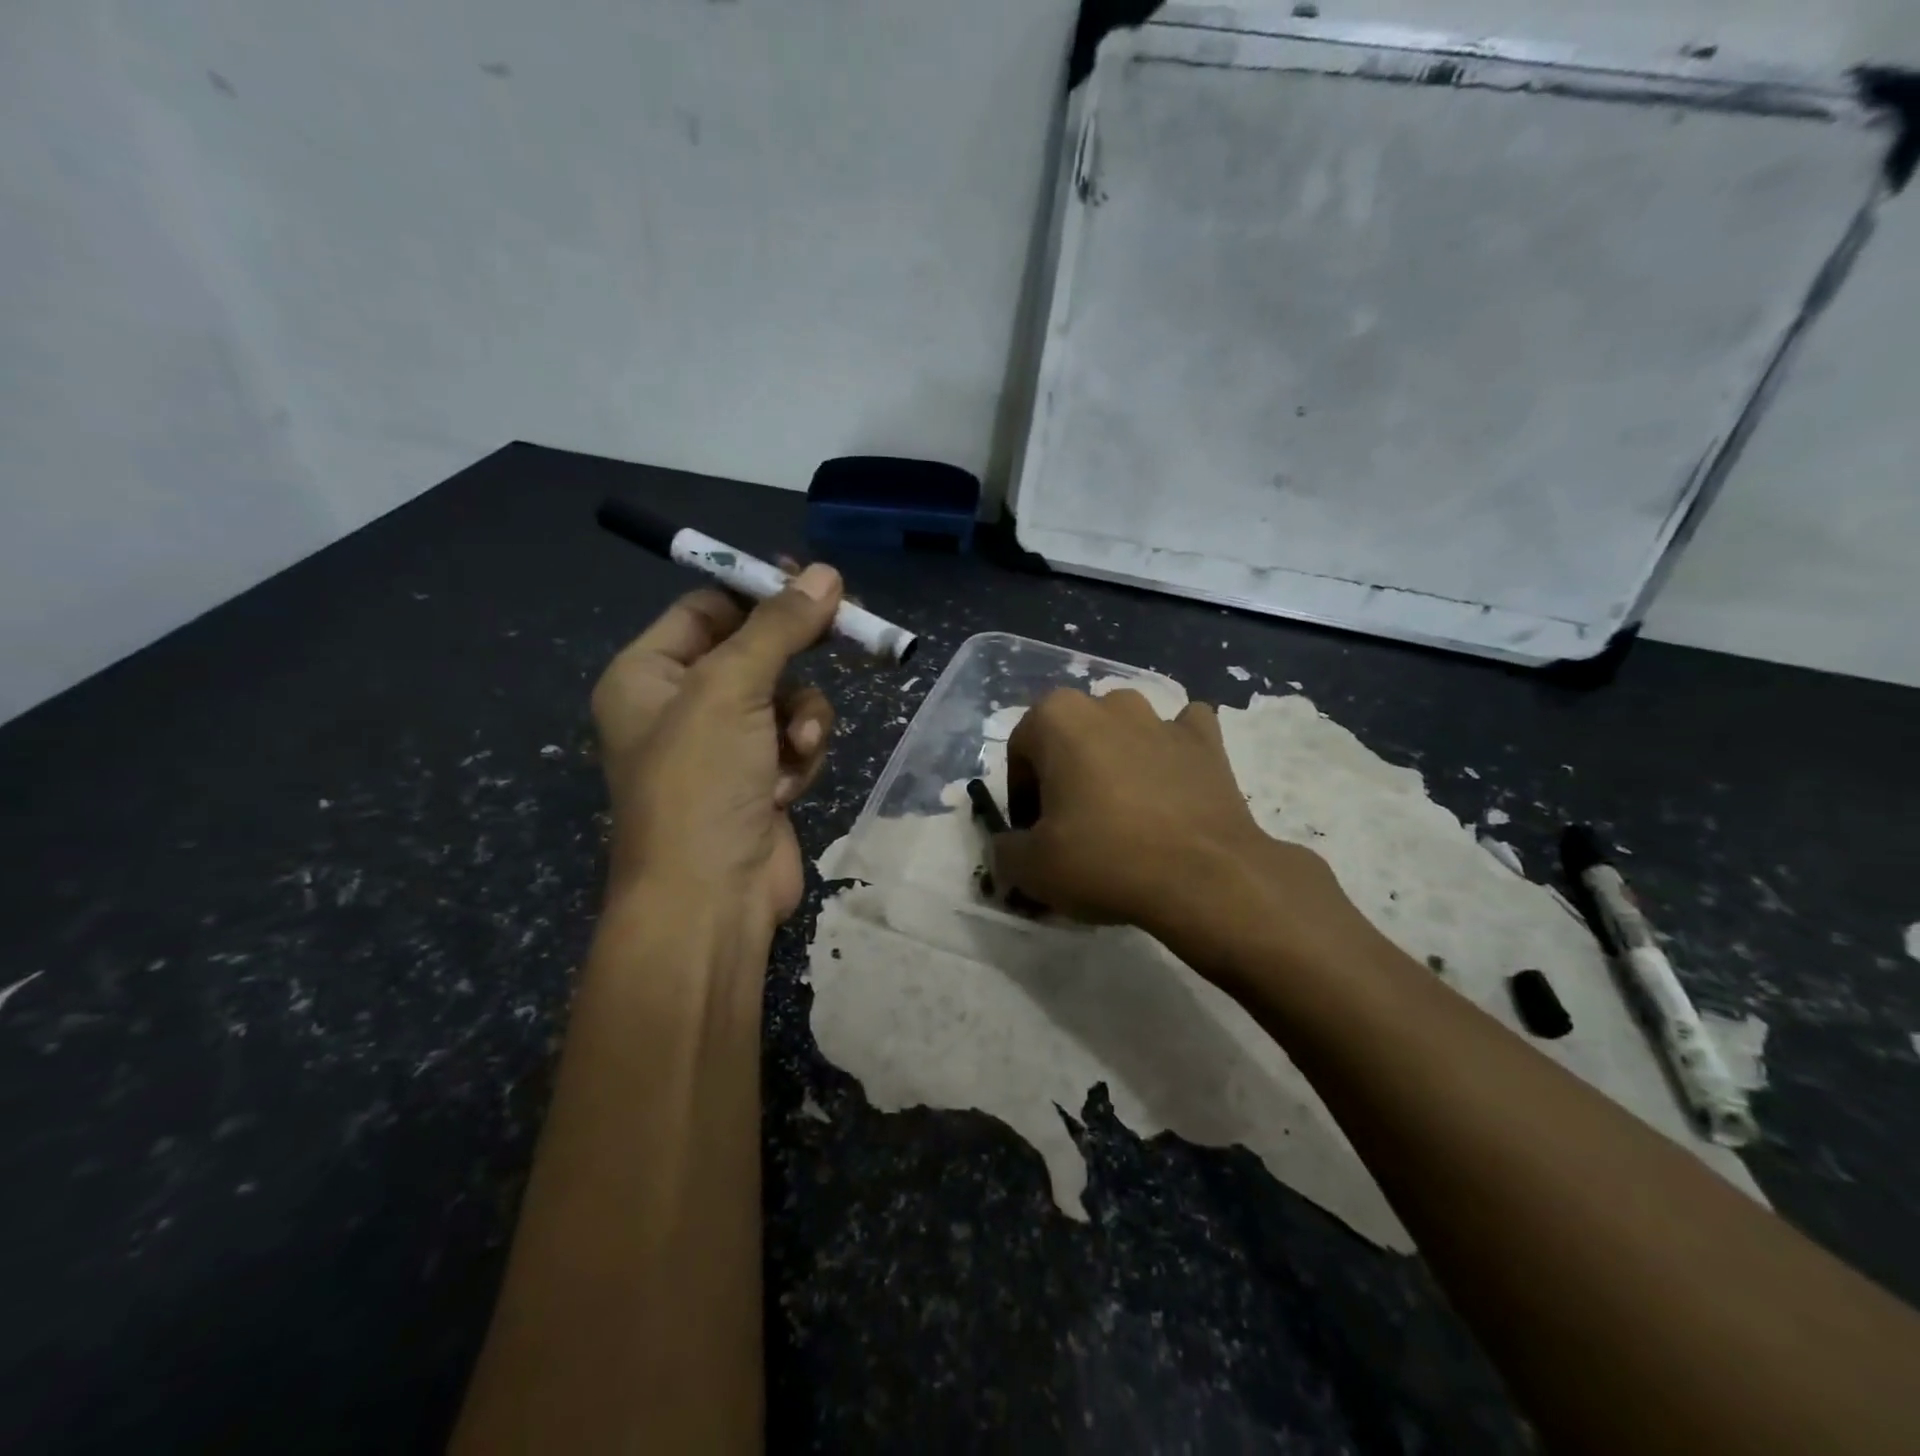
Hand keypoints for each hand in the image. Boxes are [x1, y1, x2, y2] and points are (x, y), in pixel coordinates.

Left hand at [591, 564, 841, 930]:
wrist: (710, 898)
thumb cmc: (701, 782)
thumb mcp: (732, 689)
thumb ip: (779, 627)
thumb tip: (827, 574)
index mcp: (649, 674)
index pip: (708, 608)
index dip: (761, 592)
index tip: (815, 582)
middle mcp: (682, 704)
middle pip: (755, 650)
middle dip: (796, 653)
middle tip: (849, 627)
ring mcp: (724, 745)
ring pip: (786, 697)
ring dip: (802, 717)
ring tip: (795, 747)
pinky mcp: (761, 778)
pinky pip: (795, 739)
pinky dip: (801, 755)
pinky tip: (789, 786)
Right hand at [991, 688, 1373, 979]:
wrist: (1205, 877)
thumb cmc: (1104, 859)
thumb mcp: (1030, 867)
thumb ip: (1004, 849)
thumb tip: (1010, 846)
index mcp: (1057, 717)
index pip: (1020, 753)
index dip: (1021, 798)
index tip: (1034, 836)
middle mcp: (1108, 703)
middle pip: (1071, 739)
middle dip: (1066, 775)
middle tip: (1074, 827)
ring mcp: (1163, 717)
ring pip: (1124, 732)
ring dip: (1116, 761)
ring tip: (1124, 813)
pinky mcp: (1208, 740)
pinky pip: (1180, 736)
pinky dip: (1171, 754)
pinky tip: (1171, 788)